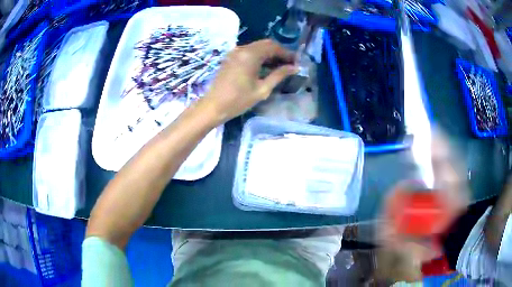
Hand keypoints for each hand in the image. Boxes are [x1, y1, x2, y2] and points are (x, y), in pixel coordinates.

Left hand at [200, 39, 297, 123]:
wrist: (213, 106)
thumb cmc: (238, 100)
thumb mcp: (262, 89)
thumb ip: (279, 75)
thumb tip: (294, 68)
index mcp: (251, 55)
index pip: (273, 47)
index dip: (287, 53)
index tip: (296, 62)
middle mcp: (242, 49)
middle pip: (266, 44)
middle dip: (279, 52)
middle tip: (289, 64)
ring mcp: (235, 52)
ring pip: (257, 47)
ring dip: (269, 54)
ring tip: (279, 66)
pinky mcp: (230, 57)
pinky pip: (249, 52)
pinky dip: (259, 56)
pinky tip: (265, 67)